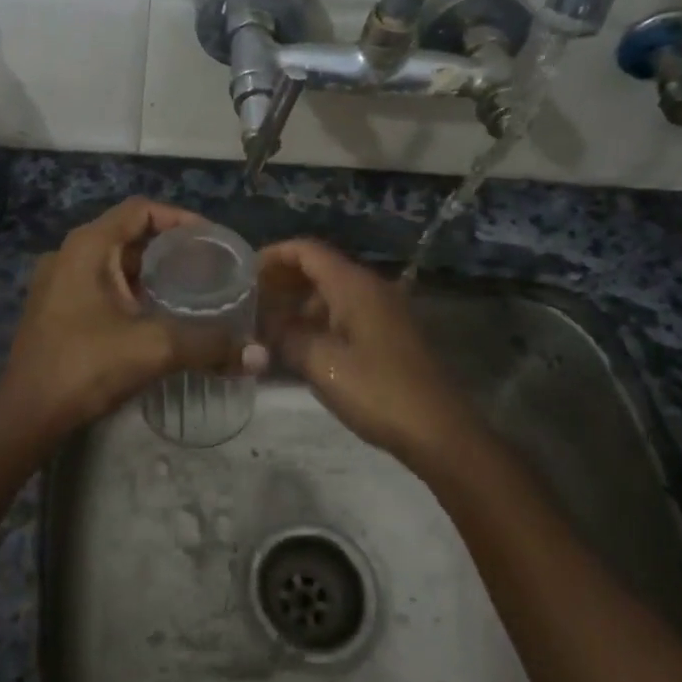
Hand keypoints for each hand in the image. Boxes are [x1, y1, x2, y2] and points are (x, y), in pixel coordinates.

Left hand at [0, 198, 256, 439]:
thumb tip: (258, 356)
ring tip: (190, 291)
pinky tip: (157, 317)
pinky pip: (100, 287)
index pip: (140, 210)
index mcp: (87, 246)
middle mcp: (69, 255)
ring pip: (114, 264)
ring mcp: (57, 283)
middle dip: (169, 249)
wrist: (27, 414)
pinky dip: (131, 292)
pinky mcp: (55, 309)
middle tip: (208, 268)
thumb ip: (208, 345)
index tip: (212, 240)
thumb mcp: (154, 349)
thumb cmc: (85, 366)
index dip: (179, 218)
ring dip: (150, 273)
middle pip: (128, 235)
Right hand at [259, 239, 481, 464]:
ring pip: (331, 294)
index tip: (243, 274)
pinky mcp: (388, 334)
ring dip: (298, 305)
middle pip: (319, 268)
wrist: (438, 431)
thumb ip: (285, 337)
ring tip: (266, 328)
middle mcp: (370, 288)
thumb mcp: (321, 365)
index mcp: (354, 286)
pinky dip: (318, 321)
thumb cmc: (377, 392)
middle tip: (248, 304)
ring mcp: (383, 311)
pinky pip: (345, 314)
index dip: (272, 256)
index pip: (306, 250)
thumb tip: (262, 324)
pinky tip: (298, 347)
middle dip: (282, 282)